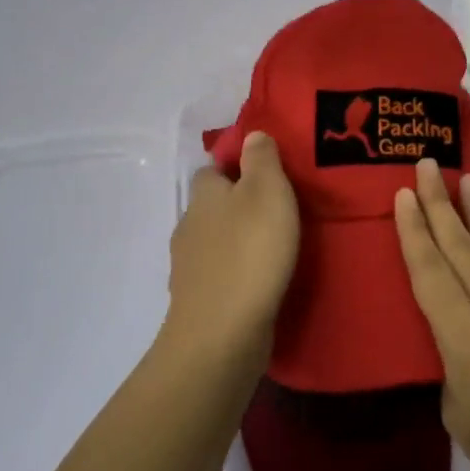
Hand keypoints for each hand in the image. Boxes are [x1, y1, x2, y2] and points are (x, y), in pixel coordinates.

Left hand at [164, 131, 299, 369]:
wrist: (222, 334)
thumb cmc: (250, 252)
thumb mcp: (267, 191)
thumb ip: (262, 159)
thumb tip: (252, 136)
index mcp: (203, 194)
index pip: (213, 168)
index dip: (237, 166)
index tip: (268, 174)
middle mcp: (189, 225)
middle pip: (214, 206)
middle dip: (240, 206)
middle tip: (280, 211)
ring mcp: (190, 267)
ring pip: (216, 242)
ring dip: (239, 242)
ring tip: (276, 247)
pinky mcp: (199, 301)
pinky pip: (220, 276)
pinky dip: (238, 274)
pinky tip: (261, 281)